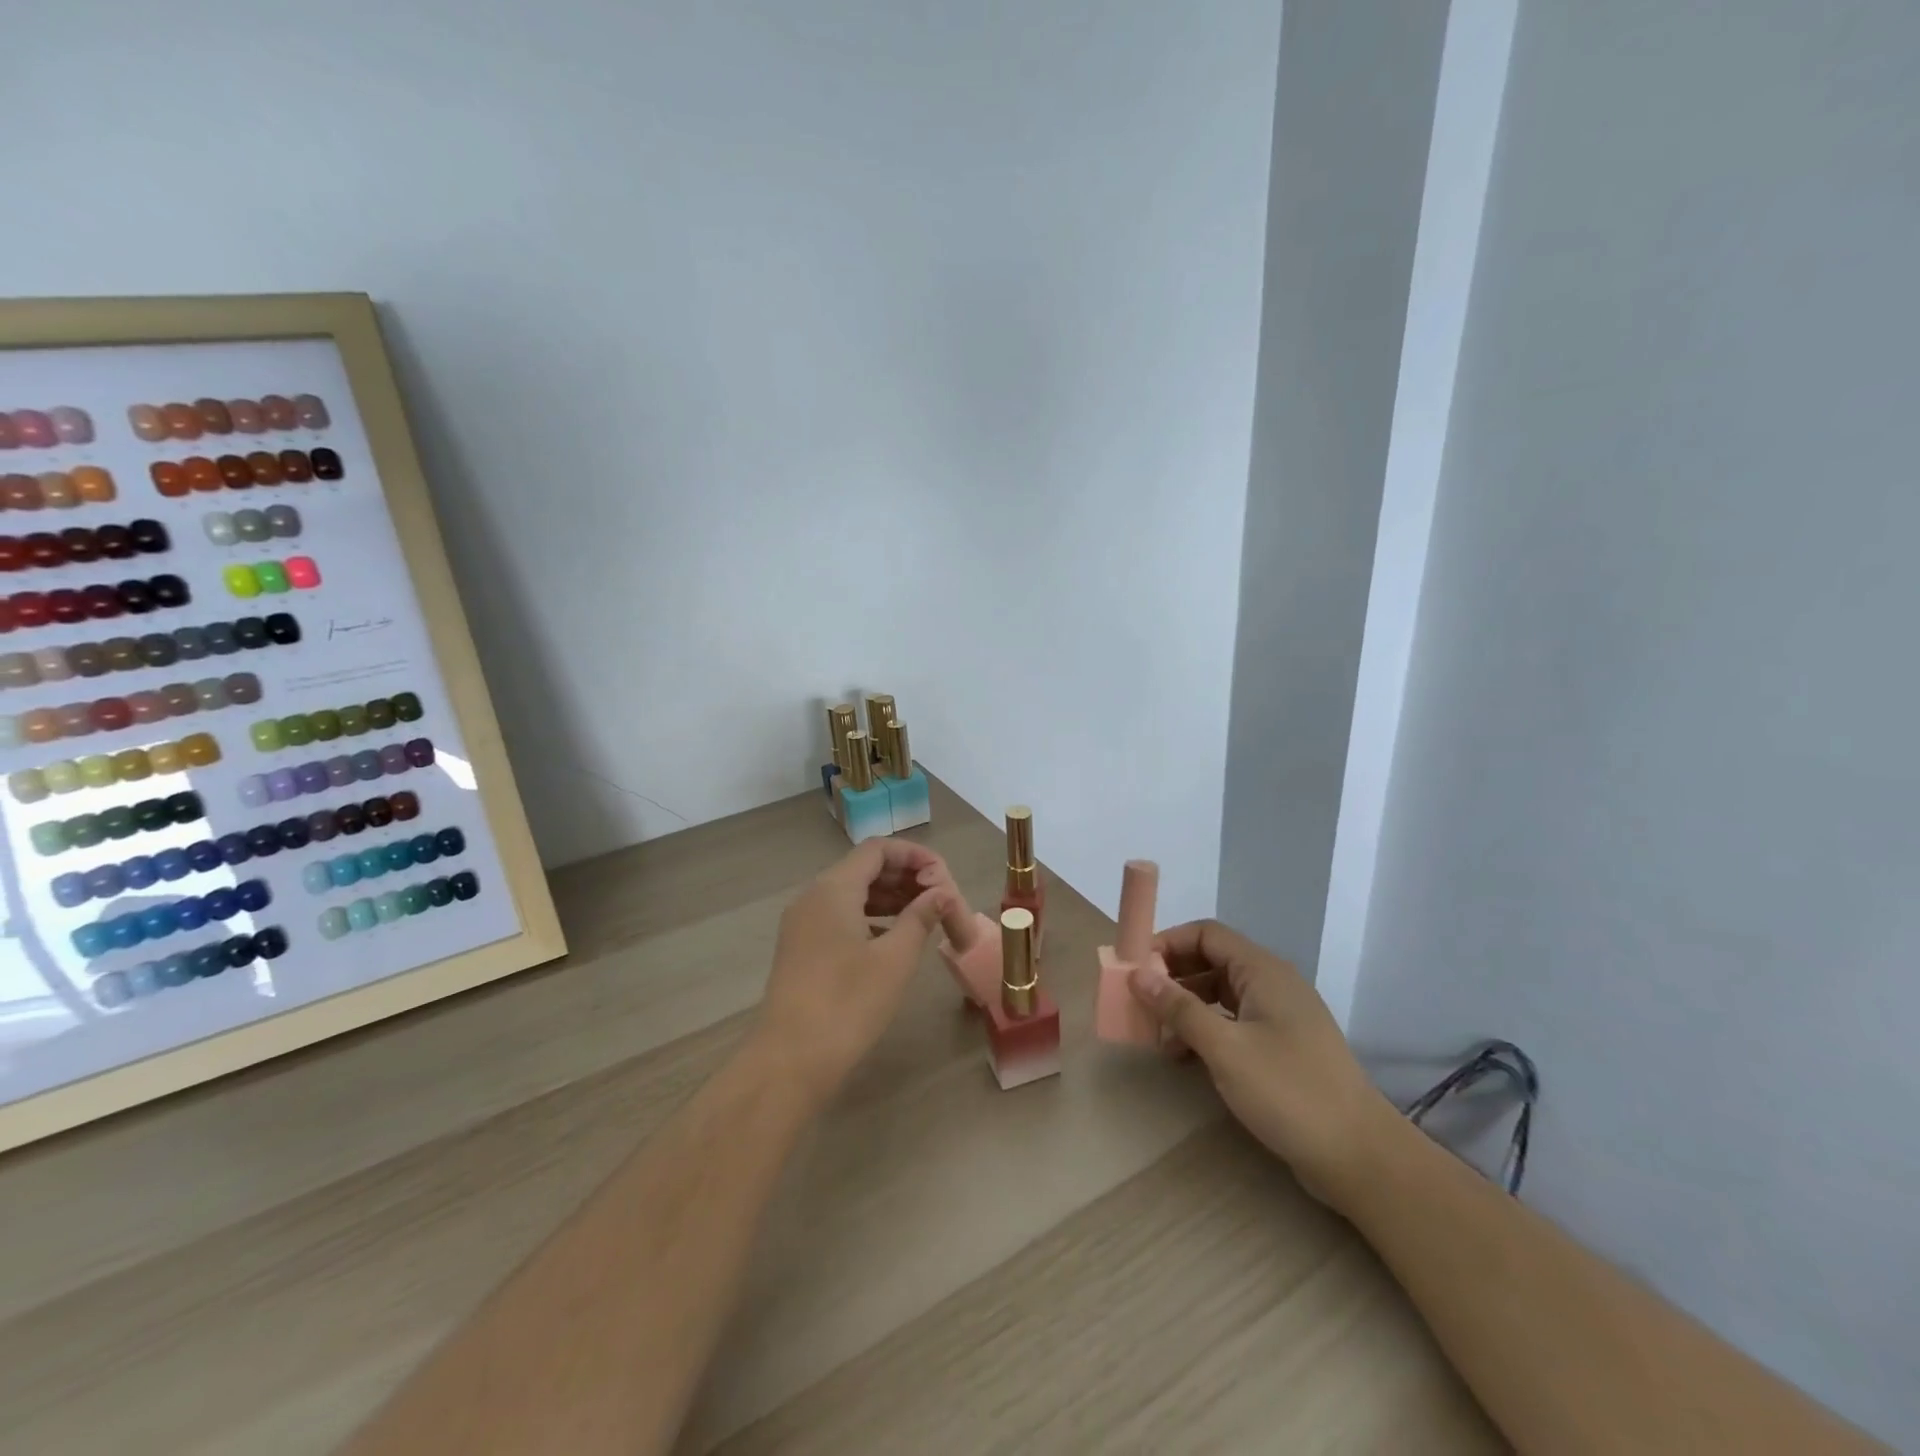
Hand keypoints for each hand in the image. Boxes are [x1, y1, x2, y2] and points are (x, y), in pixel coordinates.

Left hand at [754, 838, 953, 1103]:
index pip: (877, 850)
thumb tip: (941, 893)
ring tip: (925, 917)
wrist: (790, 1060)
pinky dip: (870, 919)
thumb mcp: (894, 959)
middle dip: (904, 877)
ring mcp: (803, 924)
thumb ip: (920, 918)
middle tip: (939, 899)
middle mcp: (813, 896)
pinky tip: (894, 939)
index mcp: (833, 888)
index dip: (914, 856)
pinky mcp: (802, 949)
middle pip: (864, 869)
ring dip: (889, 899)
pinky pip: (840, 917)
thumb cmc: (848, 1003)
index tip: (944, 877)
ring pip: (852, 894)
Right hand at [1129, 920, 1396, 1205]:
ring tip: (1156, 1035)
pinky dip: (1205, 1030)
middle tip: (1139, 1001)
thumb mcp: (1226, 1048)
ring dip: (1185, 1007)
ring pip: (1220, 994)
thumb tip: (1138, 975)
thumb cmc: (1290, 1092)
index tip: (1135, 968)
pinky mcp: (1281, 1047)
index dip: (1168, 943)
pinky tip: (1184, 1057)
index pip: (1207, 934)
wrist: (1360, 1157)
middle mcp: (1272, 984)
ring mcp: (1279, 1017)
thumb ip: (1179, 1008)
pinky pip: (1233, 1022)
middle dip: (1172, 977)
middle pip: (1212, 961)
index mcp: (1263, 971)